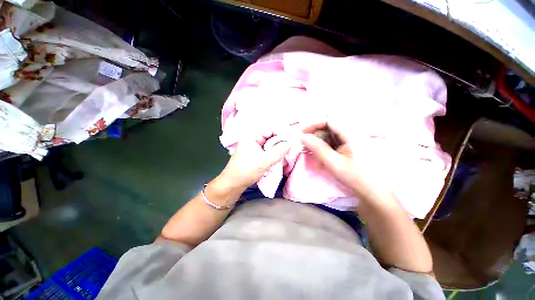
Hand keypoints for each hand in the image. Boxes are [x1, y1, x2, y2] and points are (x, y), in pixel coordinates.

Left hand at [218, 132, 290, 189]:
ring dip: (276, 148)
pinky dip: (272, 153)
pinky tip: (279, 156)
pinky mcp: (254, 155)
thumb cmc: (247, 170)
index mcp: (251, 136)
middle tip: (291, 146)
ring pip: (268, 145)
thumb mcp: (264, 160)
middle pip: (269, 137)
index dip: (281, 133)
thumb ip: (279, 152)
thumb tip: (290, 144)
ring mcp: (252, 148)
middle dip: (279, 141)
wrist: (233, 184)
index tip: (291, 138)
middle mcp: (252, 140)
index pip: (269, 130)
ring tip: (287, 151)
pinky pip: (266, 151)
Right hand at [300, 122, 391, 201]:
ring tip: (308, 148)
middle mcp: (352, 133)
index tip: (301, 133)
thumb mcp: (334, 163)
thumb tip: (302, 136)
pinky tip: (318, 151)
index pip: (329, 120)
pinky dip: (324, 145)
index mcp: (352, 134)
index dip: (313, 124)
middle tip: (302, 141)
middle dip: (314, 132)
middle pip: (329, 125)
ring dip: (318, 139)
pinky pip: (334, 141)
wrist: (375, 193)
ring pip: (330, 133)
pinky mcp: (350, 146)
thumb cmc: (356, 178)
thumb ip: (318, 148)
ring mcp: (352, 140)